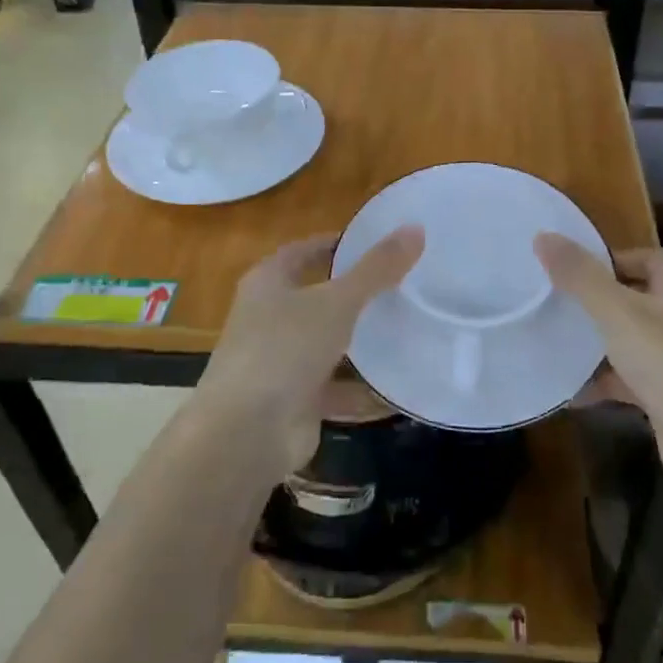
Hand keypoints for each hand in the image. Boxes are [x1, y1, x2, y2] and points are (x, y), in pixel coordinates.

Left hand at [196, 227, 422, 477]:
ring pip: (327, 345)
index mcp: (268, 283)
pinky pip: (336, 389)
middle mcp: (268, 319)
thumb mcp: (337, 302)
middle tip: (402, 285)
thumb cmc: (285, 348)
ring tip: (407, 330)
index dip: (335, 244)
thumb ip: (377, 268)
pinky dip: (363, 390)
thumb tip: (415, 228)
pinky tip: (399, 388)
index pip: (303, 252)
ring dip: (360, 343)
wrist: (247, 433)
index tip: (374, 243)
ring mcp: (279, 362)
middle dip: (354, 295)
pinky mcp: (294, 402)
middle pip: (317, 298)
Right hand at [536, 235, 662, 497]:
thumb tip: (543, 236)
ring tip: (548, 338)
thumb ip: (581, 276)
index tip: (564, 267)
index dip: (605, 258)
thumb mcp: (619, 313)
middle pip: (629, 297)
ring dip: (592, 342)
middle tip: (548, 300)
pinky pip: (626, 377)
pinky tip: (566, 388)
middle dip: (591, 301)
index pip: (640, 256)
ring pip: (625, 338)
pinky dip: (600, 381)